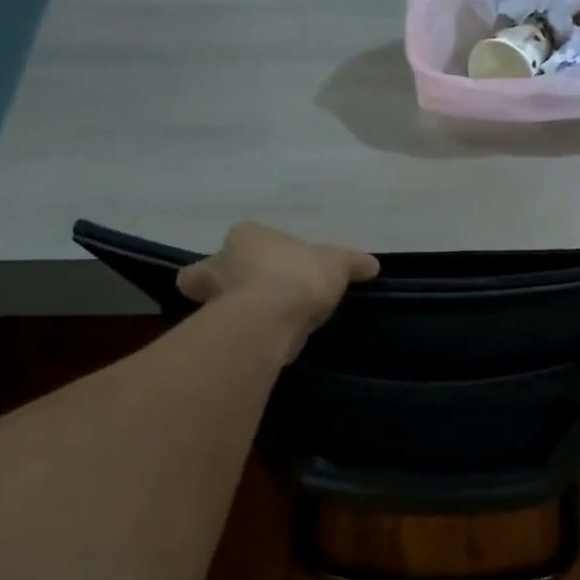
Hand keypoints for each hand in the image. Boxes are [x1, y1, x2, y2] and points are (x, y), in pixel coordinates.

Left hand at [176, 222, 378, 356]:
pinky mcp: (217, 332)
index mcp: (245, 236)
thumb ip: (353, 263)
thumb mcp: (337, 264)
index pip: (243, 240)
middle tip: (250, 298)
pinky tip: (265, 344)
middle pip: (206, 274)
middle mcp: (219, 263)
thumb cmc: (300, 275)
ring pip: (215, 304)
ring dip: (234, 313)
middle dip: (220, 284)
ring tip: (264, 326)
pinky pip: (228, 332)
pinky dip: (242, 337)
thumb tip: (372, 264)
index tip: (277, 269)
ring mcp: (213, 299)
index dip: (256, 253)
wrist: (273, 316)